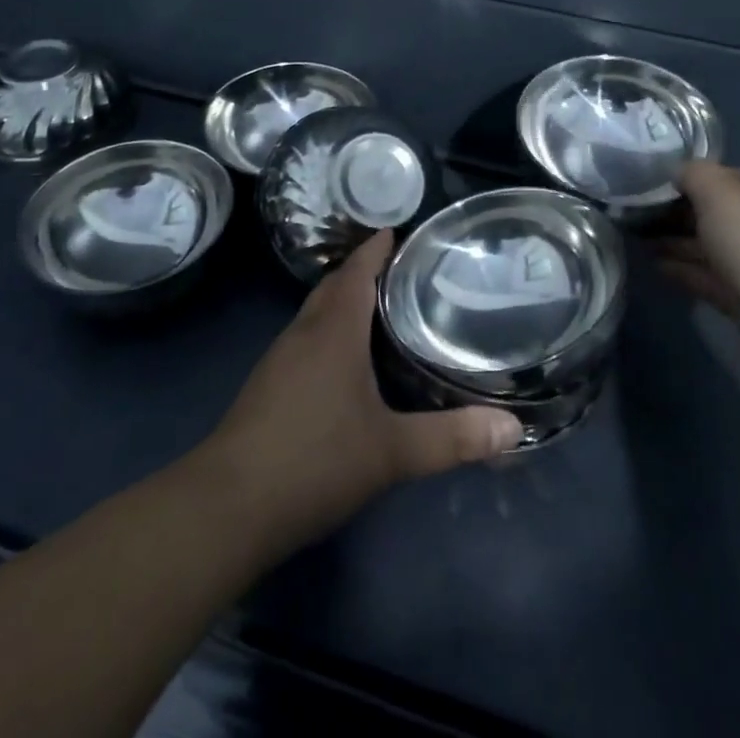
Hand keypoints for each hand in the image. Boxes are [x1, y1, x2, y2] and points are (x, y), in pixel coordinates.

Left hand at [202, 231, 522, 553]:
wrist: (227, 507)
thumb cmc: (314, 461)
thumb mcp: (391, 451)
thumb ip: (452, 438)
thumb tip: (513, 428)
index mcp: (333, 330)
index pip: (357, 270)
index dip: (377, 248)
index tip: (399, 231)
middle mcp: (304, 333)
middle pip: (334, 286)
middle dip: (363, 271)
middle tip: (403, 271)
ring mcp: (280, 360)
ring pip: (317, 314)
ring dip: (344, 302)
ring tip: (382, 309)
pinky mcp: (268, 387)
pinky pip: (306, 340)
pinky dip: (329, 332)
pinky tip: (347, 361)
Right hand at [658, 163, 739, 333]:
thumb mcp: (721, 194)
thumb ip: (695, 175)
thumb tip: (680, 172)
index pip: (738, 177)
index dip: (702, 178)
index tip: (667, 186)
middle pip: (728, 216)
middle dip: (687, 216)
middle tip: (647, 216)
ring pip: (721, 250)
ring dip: (684, 245)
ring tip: (644, 242)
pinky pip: (719, 280)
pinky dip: (691, 272)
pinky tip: (660, 267)